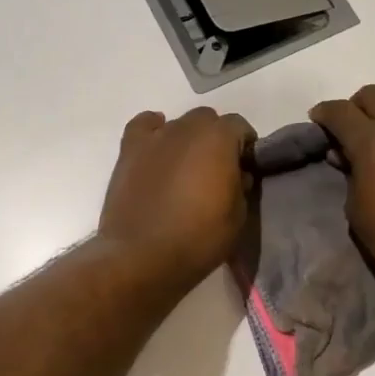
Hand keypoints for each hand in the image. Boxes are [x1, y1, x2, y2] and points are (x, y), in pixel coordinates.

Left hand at [97, 107, 255, 293]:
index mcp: (218, 139)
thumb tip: (237, 175)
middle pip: (208, 120)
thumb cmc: (198, 238)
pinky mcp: (129, 150)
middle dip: (215, 139)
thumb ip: (241, 186)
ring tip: (184, 168)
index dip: (245, 147)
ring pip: (178, 124)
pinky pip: (144, 126)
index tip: (244, 169)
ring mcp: (155, 137)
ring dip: (187, 139)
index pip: (240, 126)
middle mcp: (187, 128)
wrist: (142, 255)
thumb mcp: (238, 216)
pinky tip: (157, 150)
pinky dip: (153, 131)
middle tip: (215, 170)